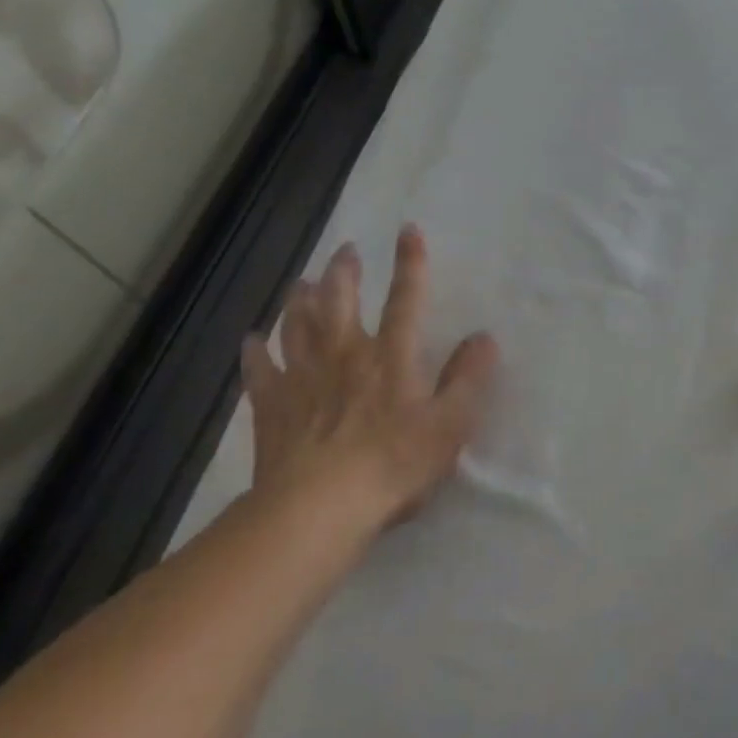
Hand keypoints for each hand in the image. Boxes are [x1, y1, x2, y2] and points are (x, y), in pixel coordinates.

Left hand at [241, 226, 498, 539]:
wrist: (318, 507)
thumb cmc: (393, 465)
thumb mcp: (450, 424)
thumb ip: (468, 378)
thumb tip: (484, 337)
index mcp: (391, 356)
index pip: (405, 299)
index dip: (410, 263)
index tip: (408, 230)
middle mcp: (345, 354)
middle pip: (341, 301)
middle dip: (344, 272)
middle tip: (345, 251)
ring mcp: (303, 378)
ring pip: (298, 325)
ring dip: (300, 300)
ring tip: (301, 282)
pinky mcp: (272, 406)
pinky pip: (260, 370)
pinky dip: (256, 351)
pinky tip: (253, 340)